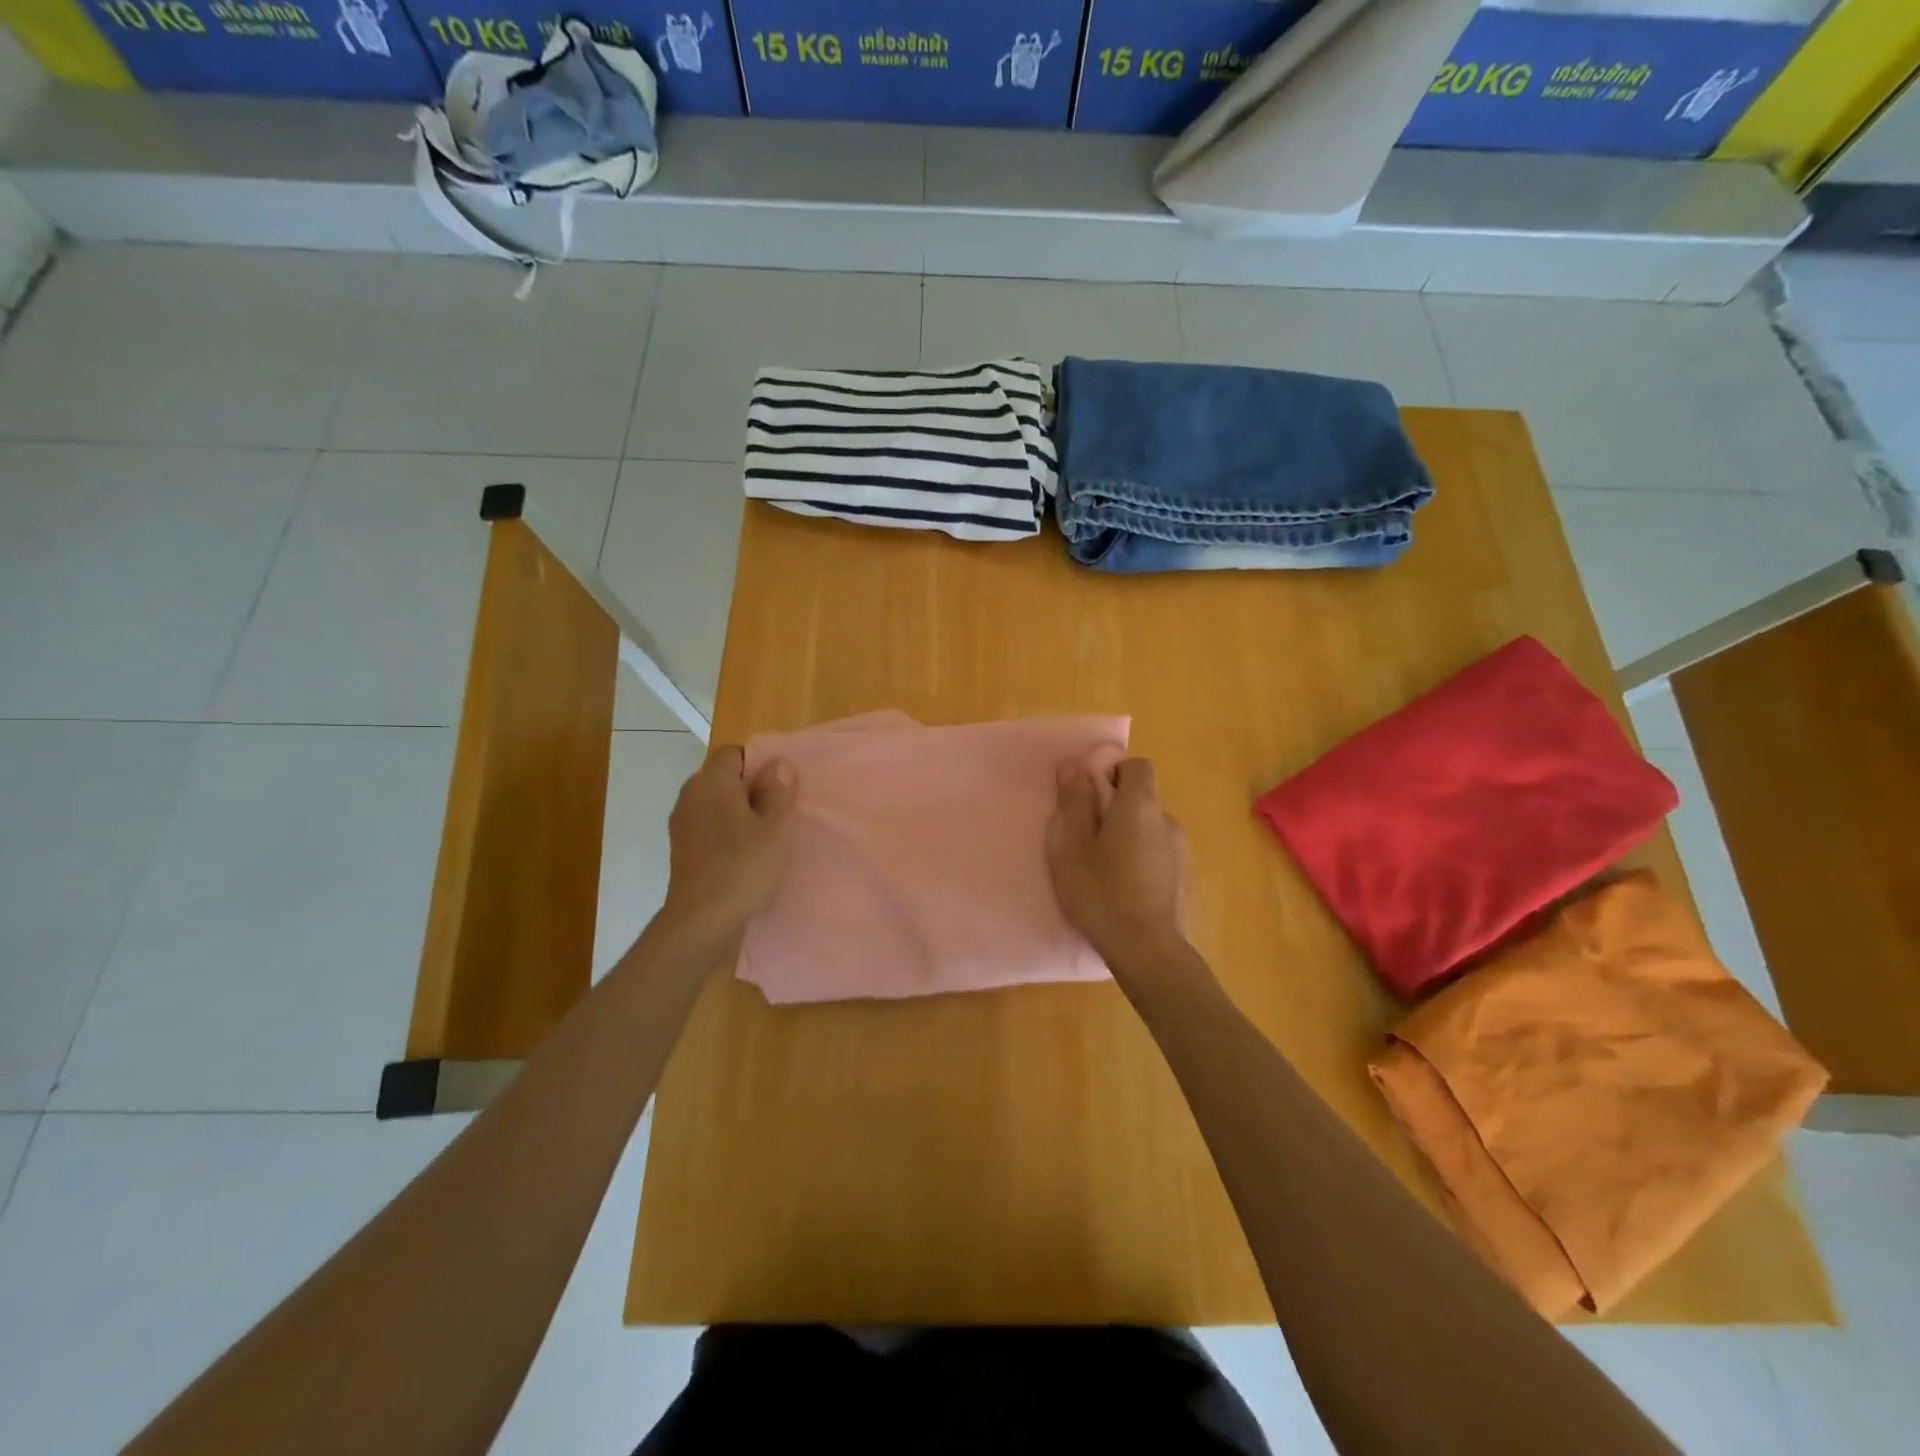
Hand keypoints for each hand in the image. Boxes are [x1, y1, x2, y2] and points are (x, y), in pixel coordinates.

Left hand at [661, 746, 796, 941]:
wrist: (702, 919)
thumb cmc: (744, 866)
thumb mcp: (774, 827)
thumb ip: (777, 792)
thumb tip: (778, 764)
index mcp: (712, 781)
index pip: (733, 753)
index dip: (759, 763)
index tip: (780, 786)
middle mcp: (691, 795)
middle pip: (722, 778)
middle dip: (749, 788)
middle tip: (778, 811)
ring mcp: (682, 824)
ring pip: (715, 804)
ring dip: (737, 813)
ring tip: (764, 835)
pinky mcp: (681, 850)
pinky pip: (707, 827)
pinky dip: (725, 833)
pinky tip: (744, 854)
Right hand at [1046, 756, 1186, 978]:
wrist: (1146, 949)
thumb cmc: (1101, 891)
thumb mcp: (1070, 845)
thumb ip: (1073, 801)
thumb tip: (1074, 765)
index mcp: (1140, 804)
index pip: (1135, 766)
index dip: (1111, 773)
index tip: (1088, 797)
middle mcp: (1167, 819)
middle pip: (1141, 796)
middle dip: (1114, 807)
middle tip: (1086, 837)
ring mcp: (1180, 849)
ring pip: (1148, 826)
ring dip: (1127, 835)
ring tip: (1103, 867)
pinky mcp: (1183, 877)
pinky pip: (1157, 852)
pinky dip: (1140, 858)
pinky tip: (1123, 887)